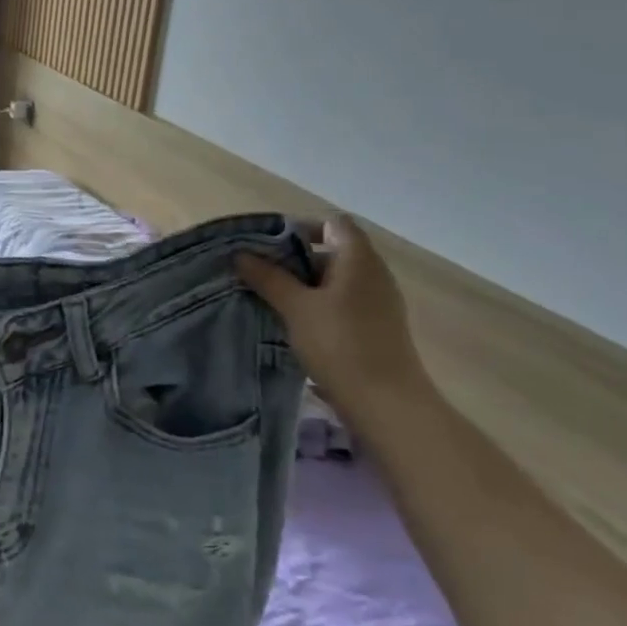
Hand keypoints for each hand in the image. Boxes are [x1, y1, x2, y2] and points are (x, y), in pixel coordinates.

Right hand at [236, 214, 430, 420]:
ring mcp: (379, 301)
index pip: (332, 223)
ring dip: (305, 285)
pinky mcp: (377, 326)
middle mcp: (374, 273)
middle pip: (333, 250)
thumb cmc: (340, 344)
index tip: (268, 246)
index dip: (301, 227)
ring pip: (336, 279)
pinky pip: (344, 302)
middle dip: (295, 259)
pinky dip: (319, 305)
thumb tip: (241, 255)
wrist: (385, 402)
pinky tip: (295, 324)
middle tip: (260, 273)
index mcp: (359, 258)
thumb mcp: (296, 308)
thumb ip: (268, 278)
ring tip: (271, 299)